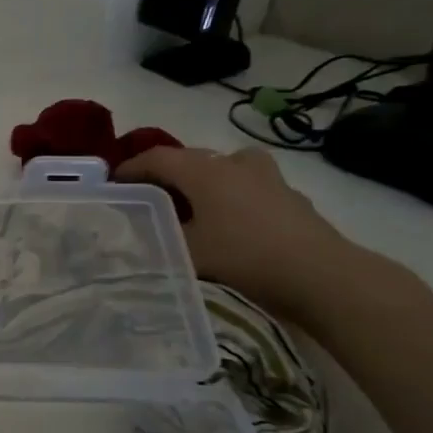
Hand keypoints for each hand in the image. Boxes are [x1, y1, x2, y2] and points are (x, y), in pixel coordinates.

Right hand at [113, 145, 370, 321]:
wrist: (320, 274)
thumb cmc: (244, 256)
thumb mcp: (187, 252)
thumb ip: (157, 238)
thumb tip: (133, 233)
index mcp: (204, 170)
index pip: (156, 158)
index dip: (130, 168)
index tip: (111, 184)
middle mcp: (233, 163)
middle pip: (189, 159)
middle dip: (163, 175)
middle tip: (145, 197)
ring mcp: (266, 176)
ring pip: (221, 168)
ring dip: (200, 180)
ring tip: (188, 205)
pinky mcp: (288, 195)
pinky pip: (245, 185)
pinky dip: (228, 195)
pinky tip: (226, 221)